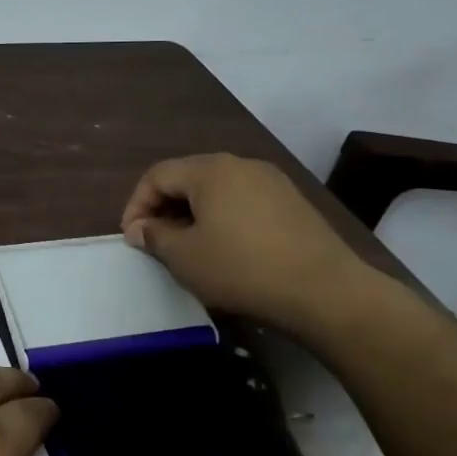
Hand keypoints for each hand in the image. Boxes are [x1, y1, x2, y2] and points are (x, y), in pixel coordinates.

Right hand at [120, 152, 384, 341]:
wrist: (325, 291)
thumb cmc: (242, 269)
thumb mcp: (185, 257)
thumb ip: (155, 236)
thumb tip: (140, 228)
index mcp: (210, 170)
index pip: (157, 175)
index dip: (136, 204)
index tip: (131, 238)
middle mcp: (241, 164)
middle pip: (188, 178)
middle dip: (164, 207)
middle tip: (155, 242)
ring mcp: (272, 182)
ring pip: (218, 190)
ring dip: (194, 214)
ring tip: (188, 247)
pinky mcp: (293, 203)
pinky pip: (244, 202)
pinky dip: (224, 219)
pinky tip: (227, 249)